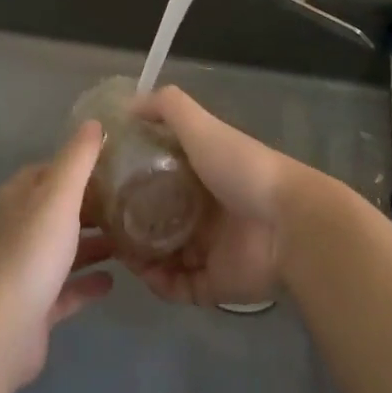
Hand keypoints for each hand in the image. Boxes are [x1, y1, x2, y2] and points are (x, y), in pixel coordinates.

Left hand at [0, 119, 114, 388]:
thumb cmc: (31, 251)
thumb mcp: (59, 194)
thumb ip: (78, 158)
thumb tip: (93, 121)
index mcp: (20, 197)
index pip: (51, 171)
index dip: (80, 166)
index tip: (116, 165)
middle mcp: (19, 228)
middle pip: (60, 210)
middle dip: (92, 206)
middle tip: (132, 202)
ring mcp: (26, 269)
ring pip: (65, 249)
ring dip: (94, 244)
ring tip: (131, 238)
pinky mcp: (36, 307)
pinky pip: (67, 289)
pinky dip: (88, 282)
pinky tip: (114, 280)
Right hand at [122, 87, 322, 306]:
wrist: (288, 223)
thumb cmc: (241, 168)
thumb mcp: (201, 126)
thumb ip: (168, 108)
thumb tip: (129, 104)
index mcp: (201, 173)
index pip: (159, 175)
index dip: (132, 179)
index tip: (103, 183)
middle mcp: (203, 210)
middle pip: (158, 218)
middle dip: (131, 223)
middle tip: (104, 225)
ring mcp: (209, 249)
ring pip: (163, 256)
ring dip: (140, 256)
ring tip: (119, 252)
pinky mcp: (215, 283)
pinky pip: (178, 288)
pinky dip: (160, 284)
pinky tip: (145, 274)